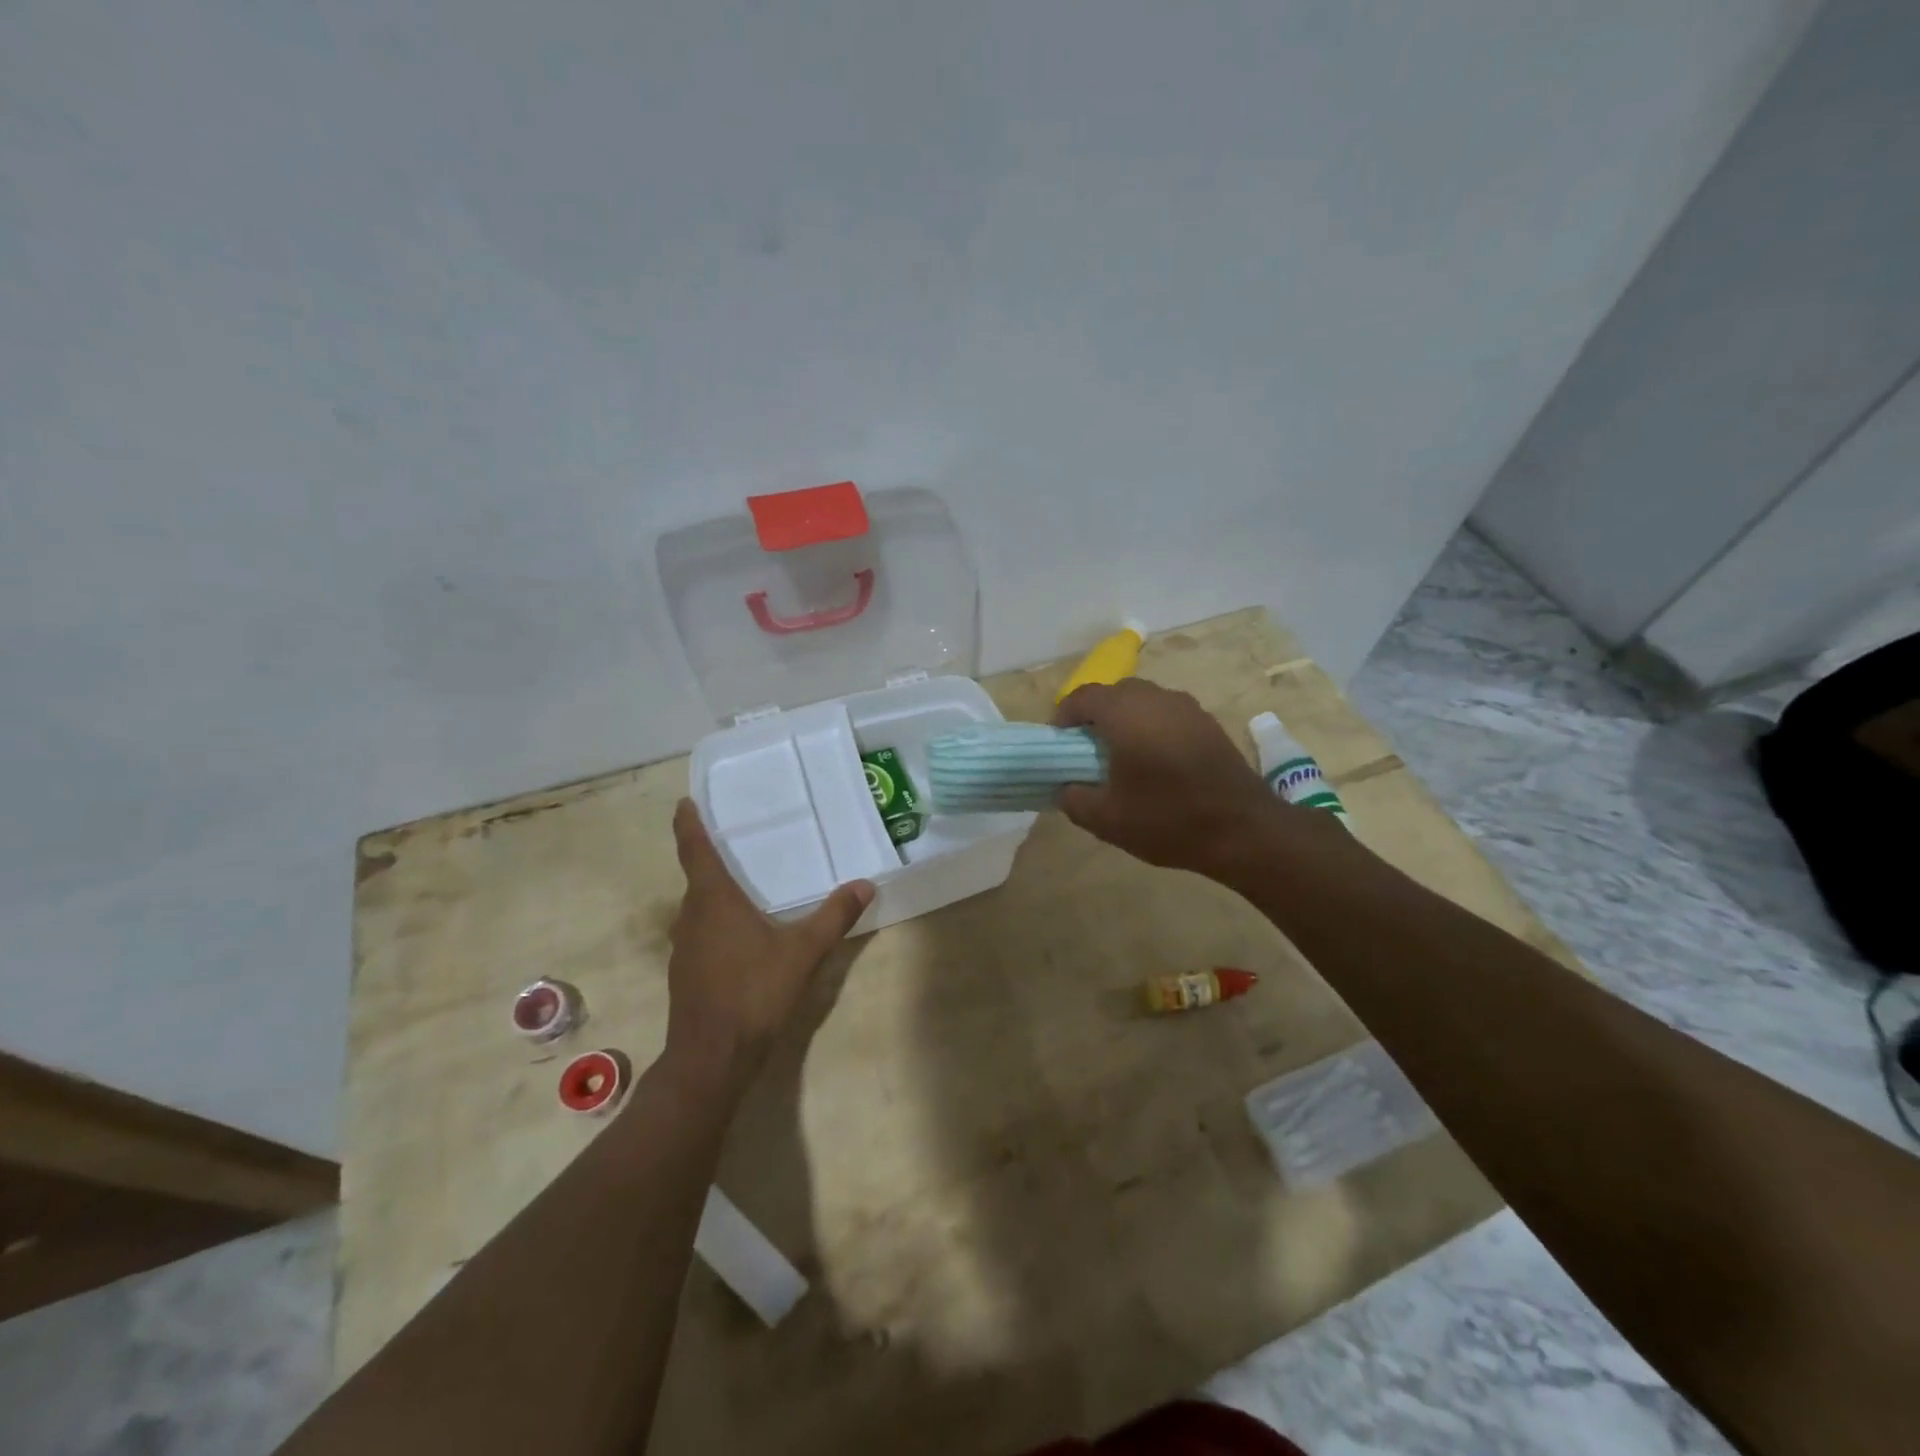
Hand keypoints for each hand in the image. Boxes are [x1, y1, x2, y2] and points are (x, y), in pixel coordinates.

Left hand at [665, 799, 873, 1092]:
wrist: (711, 1057)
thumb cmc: (753, 992)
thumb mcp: (803, 952)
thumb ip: (834, 916)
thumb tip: (865, 884)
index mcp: (712, 900)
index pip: (694, 850)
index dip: (688, 824)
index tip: (685, 803)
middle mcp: (690, 917)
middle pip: (697, 879)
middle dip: (712, 860)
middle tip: (738, 843)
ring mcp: (683, 947)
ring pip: (698, 909)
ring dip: (715, 895)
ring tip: (745, 887)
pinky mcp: (685, 973)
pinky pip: (700, 933)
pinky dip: (716, 924)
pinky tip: (742, 937)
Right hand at [1052, 679, 1280, 877]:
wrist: (1243, 830)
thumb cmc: (1167, 819)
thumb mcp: (1106, 819)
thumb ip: (1074, 799)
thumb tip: (1064, 788)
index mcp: (1125, 712)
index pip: (1082, 697)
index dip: (1063, 716)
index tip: (1058, 743)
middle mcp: (1156, 698)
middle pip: (1114, 693)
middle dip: (1094, 715)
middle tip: (1085, 750)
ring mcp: (1187, 707)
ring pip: (1143, 701)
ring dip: (1124, 720)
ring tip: (1119, 756)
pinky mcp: (1208, 723)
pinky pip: (1167, 714)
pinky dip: (1151, 727)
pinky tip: (1154, 762)